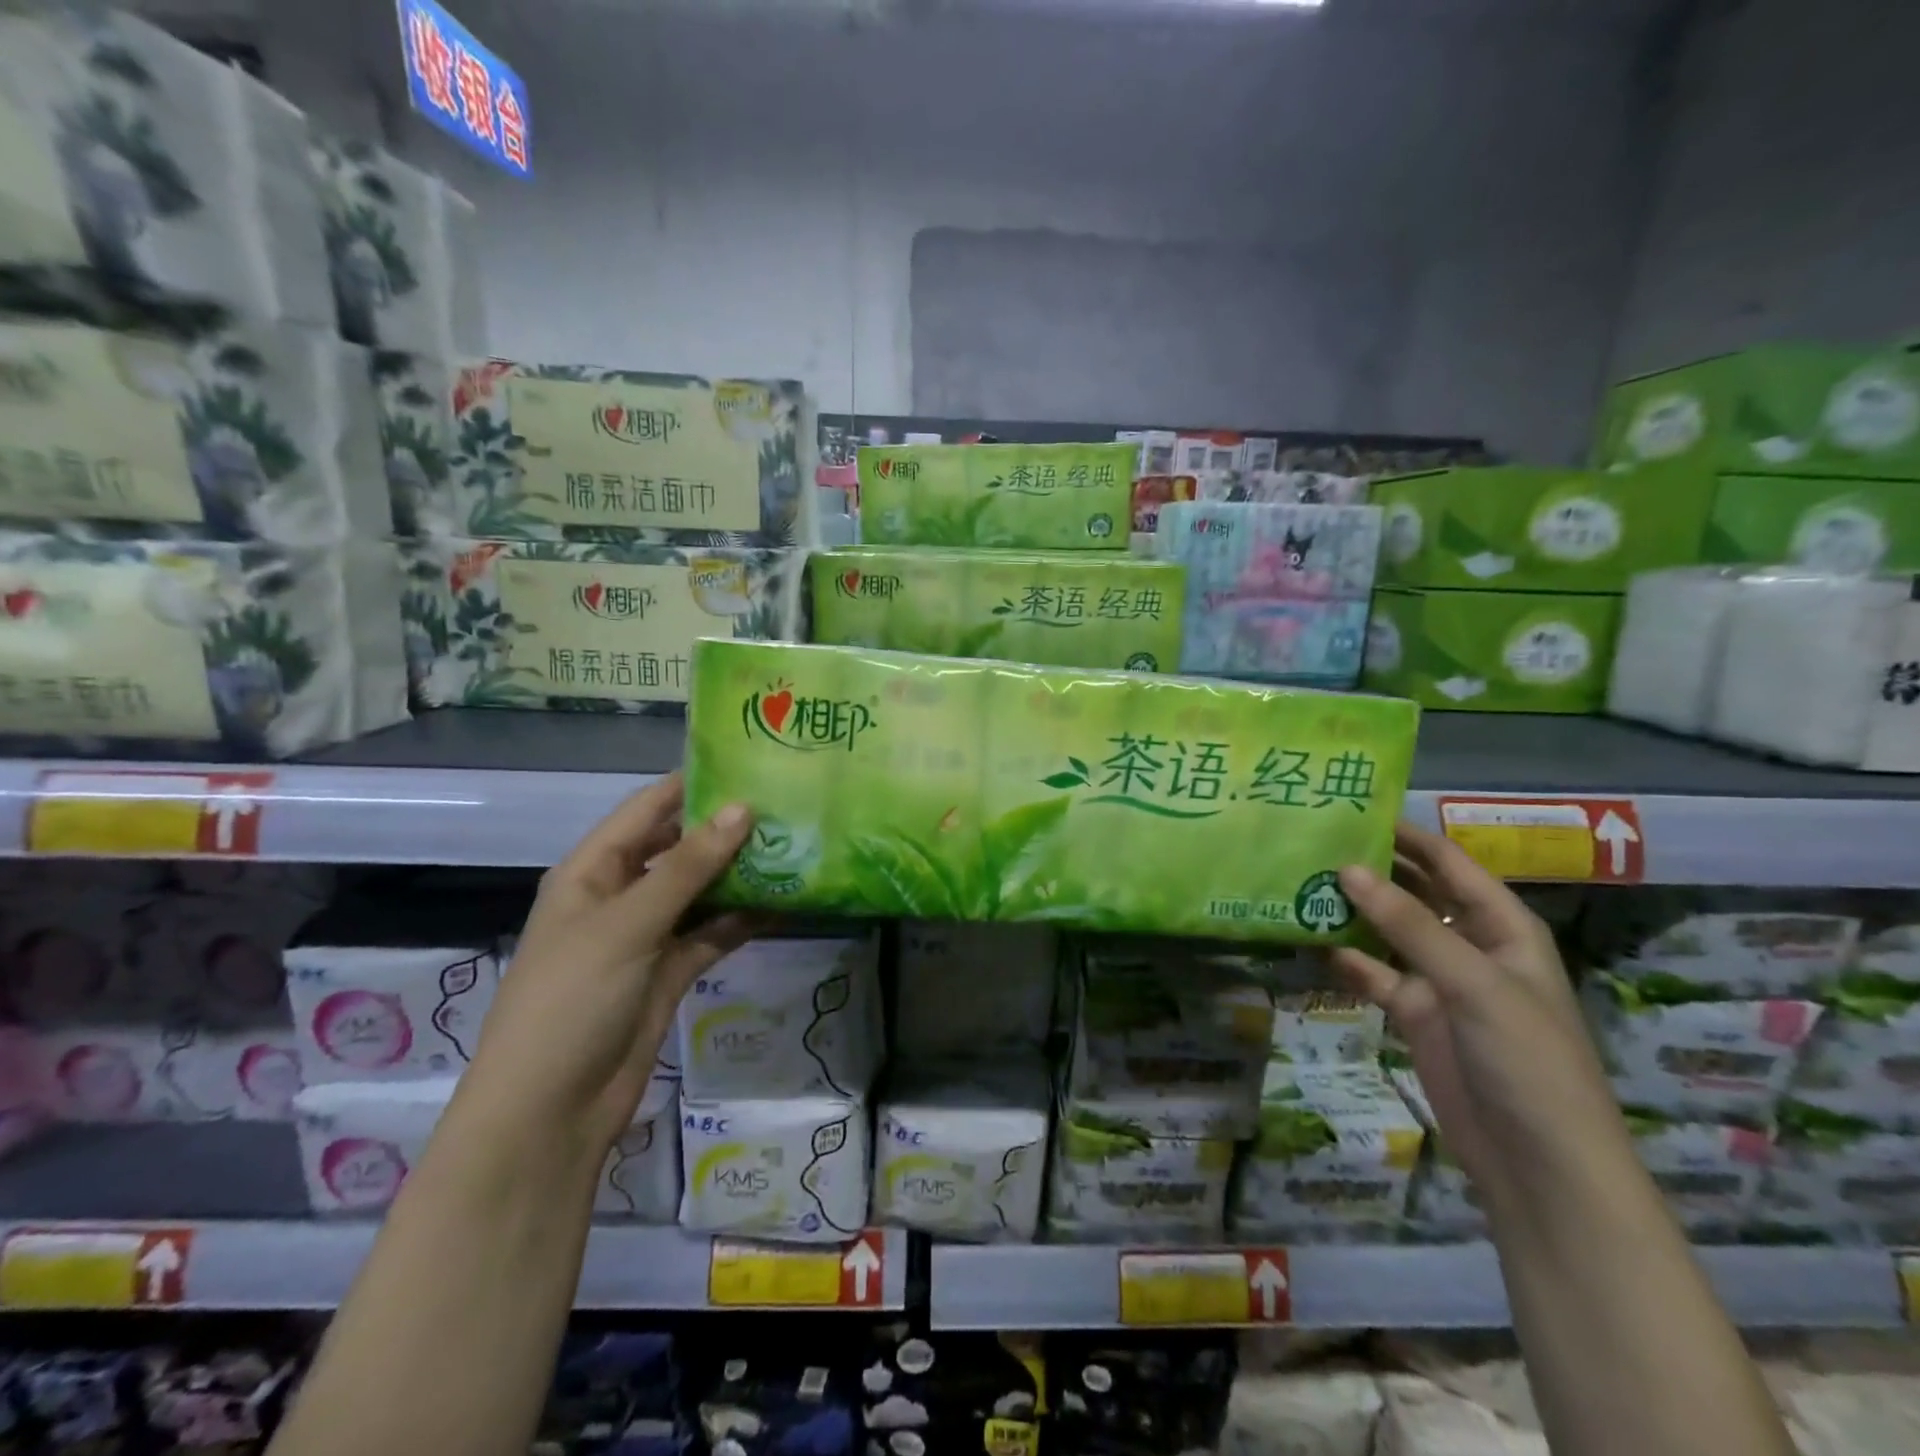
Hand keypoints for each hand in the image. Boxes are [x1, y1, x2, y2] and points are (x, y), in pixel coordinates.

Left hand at [463, 774, 755, 1157]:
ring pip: (700, 890)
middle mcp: (620, 894)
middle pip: (678, 847)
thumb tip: (743, 809)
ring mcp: (647, 935)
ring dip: (740, 873)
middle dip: (726, 829)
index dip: (693, 785)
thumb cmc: (573, 1000)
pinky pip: (712, 932)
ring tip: (797, 847)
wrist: (551, 1112)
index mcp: (592, 870)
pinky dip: (742, 917)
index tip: (751, 764)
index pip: (648, 809)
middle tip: (787, 806)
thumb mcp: (628, 924)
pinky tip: (785, 902)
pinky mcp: (669, 971)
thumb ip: (688, 866)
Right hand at [1333, 824, 1631, 1211]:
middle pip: (1416, 893)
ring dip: (1352, 911)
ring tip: (1299, 880)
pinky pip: (1372, 973)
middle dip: (1373, 869)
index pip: (1450, 864)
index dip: (1407, 836)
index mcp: (1502, 927)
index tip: (1353, 809)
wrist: (1539, 1166)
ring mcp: (1439, 981)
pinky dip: (1344, 957)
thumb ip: (1409, 925)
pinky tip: (1308, 939)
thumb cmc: (1527, 1061)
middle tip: (1314, 840)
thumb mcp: (1473, 984)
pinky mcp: (1413, 1014)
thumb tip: (1346, 868)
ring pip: (1388, 931)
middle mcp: (1469, 945)